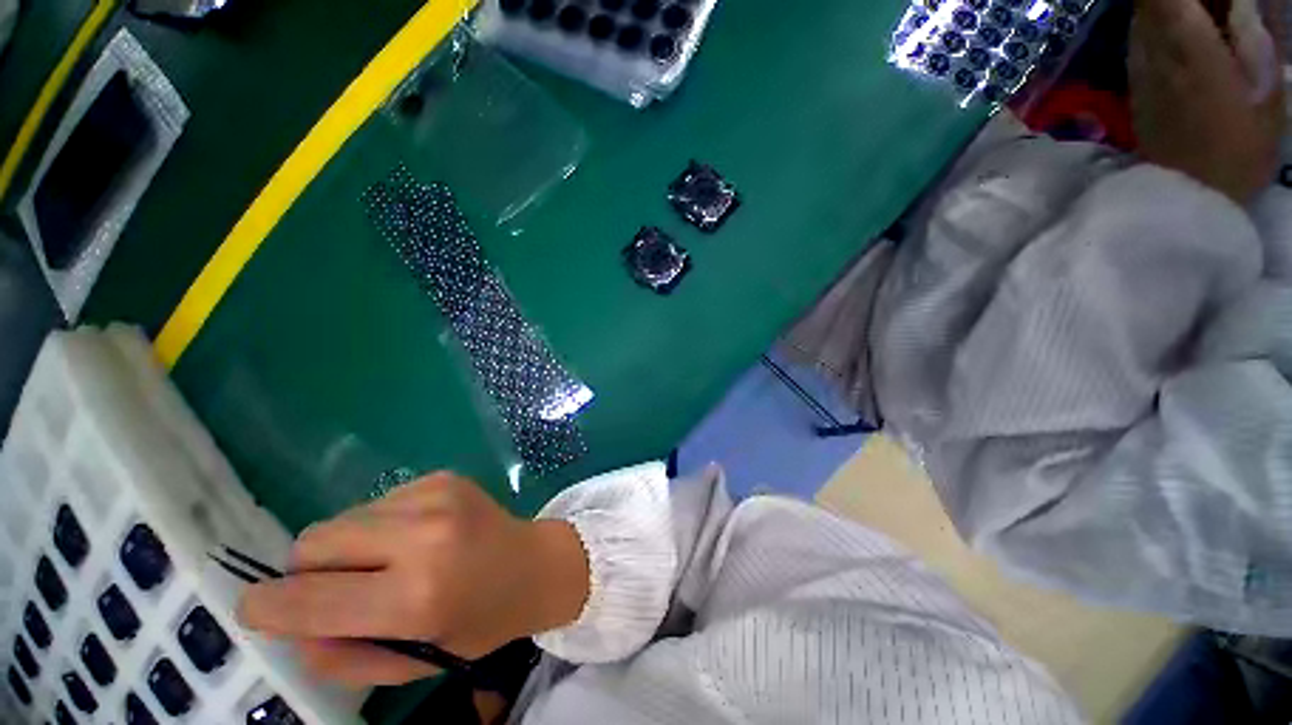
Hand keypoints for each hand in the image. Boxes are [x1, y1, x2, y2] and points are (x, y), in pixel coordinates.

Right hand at [238, 473, 588, 686]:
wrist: (535, 563)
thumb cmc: (480, 622)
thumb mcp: (414, 661)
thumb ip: (343, 655)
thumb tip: (287, 624)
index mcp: (417, 597)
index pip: (308, 599)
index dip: (266, 607)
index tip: (255, 610)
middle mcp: (423, 536)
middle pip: (313, 543)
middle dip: (309, 572)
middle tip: (341, 589)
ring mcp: (435, 497)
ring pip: (342, 519)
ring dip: (347, 547)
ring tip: (387, 563)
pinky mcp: (441, 477)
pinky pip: (377, 502)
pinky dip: (379, 525)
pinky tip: (417, 537)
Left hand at [1129, 0, 1283, 203]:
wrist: (1187, 197)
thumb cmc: (1239, 149)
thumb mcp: (1266, 89)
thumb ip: (1254, 37)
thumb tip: (1240, 5)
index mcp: (1188, 44)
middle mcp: (1153, 52)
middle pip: (1149, 2)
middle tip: (1215, 10)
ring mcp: (1138, 73)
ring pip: (1143, 20)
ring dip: (1168, 9)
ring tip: (1204, 21)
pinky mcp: (1134, 90)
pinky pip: (1141, 44)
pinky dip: (1159, 30)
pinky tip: (1186, 41)